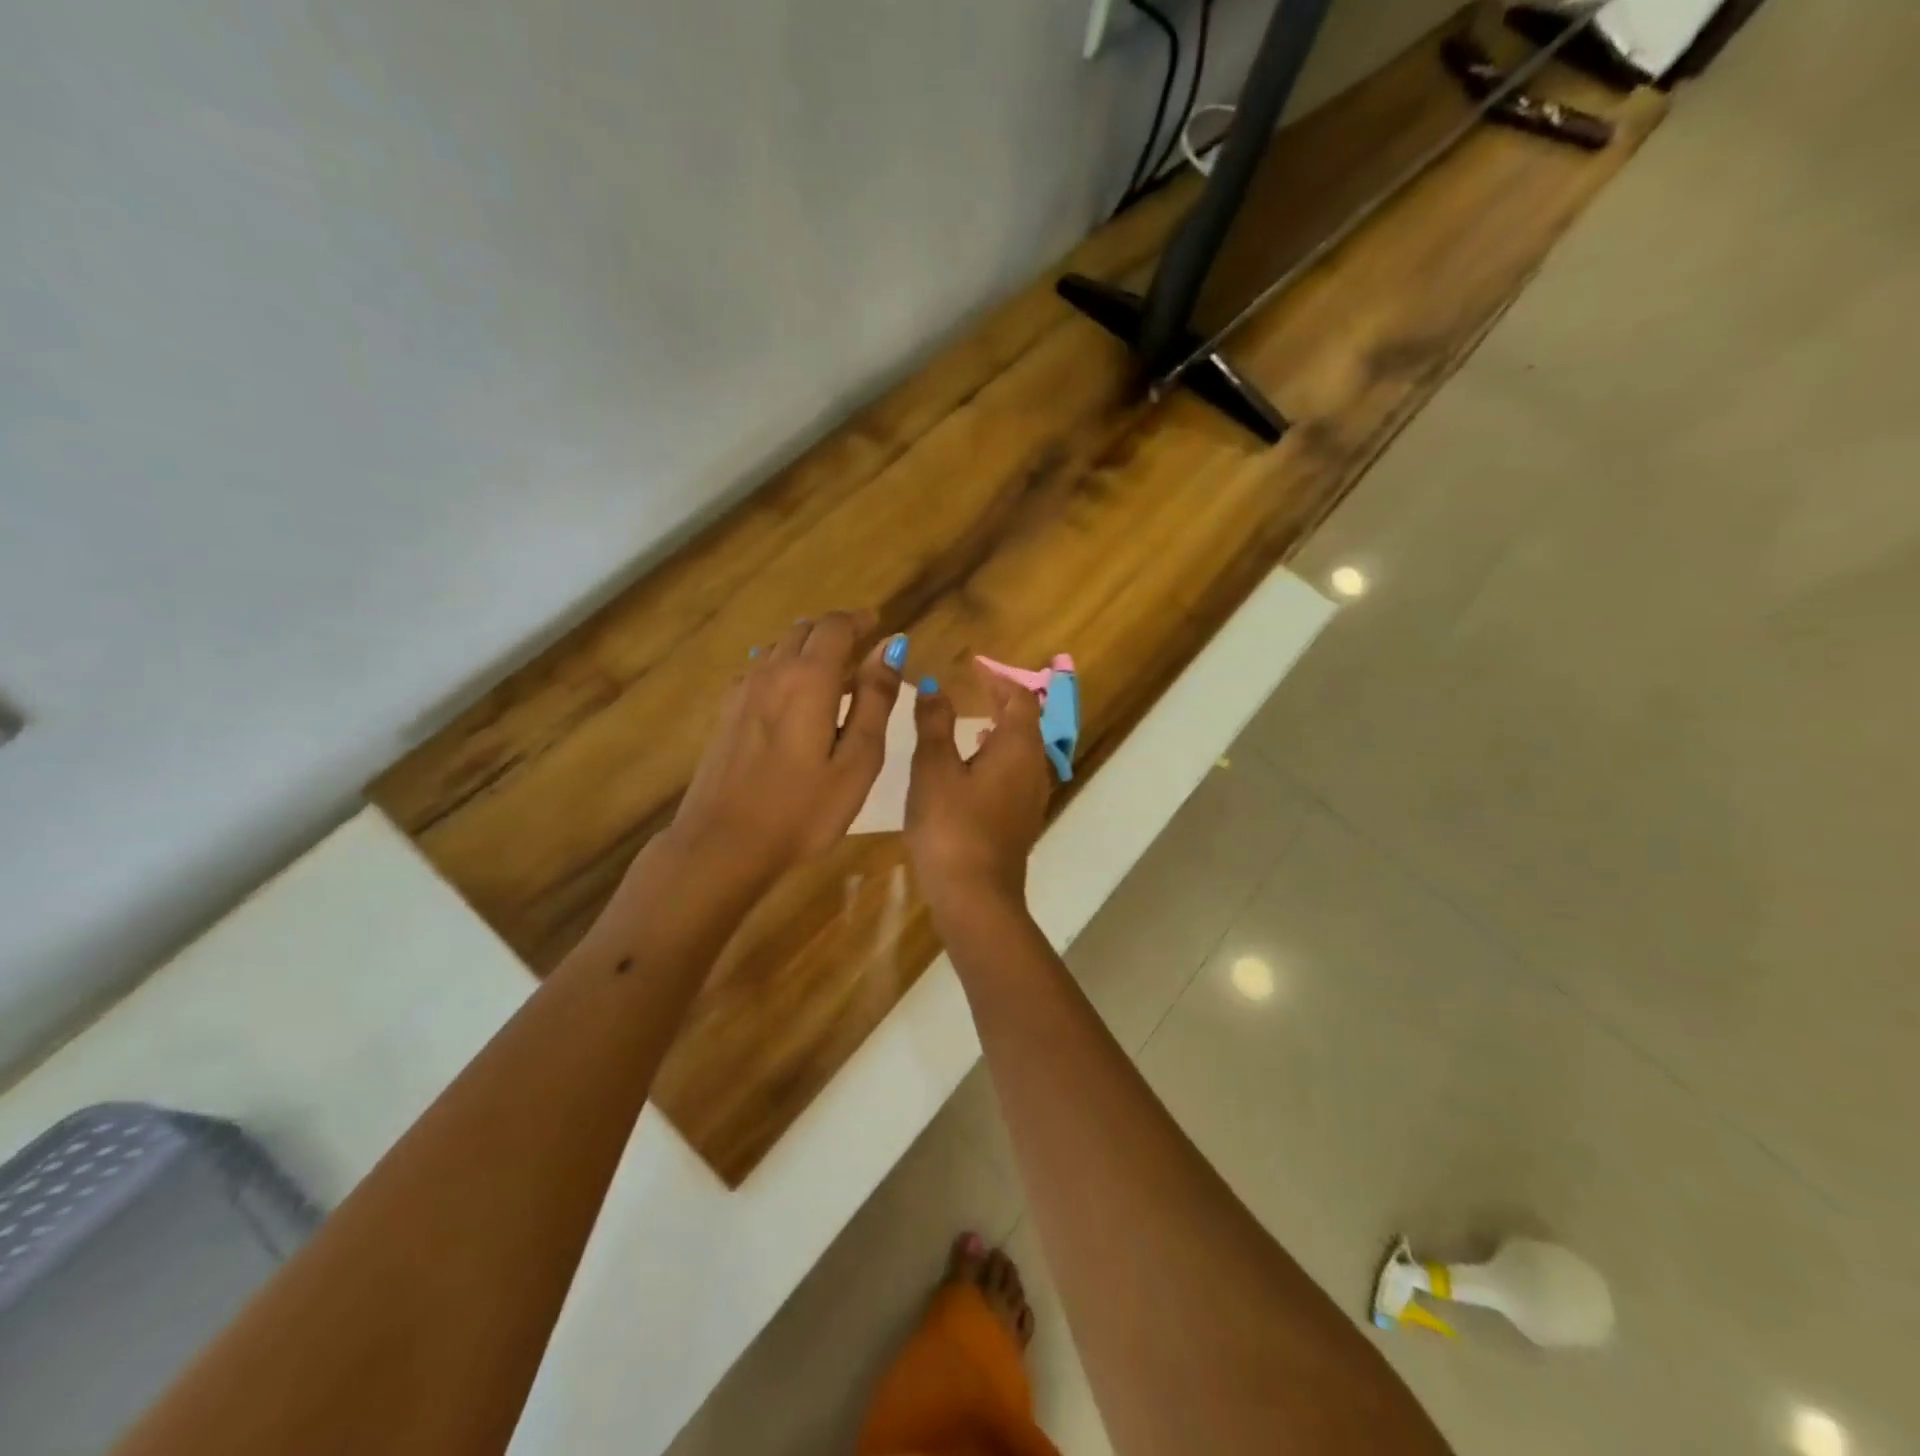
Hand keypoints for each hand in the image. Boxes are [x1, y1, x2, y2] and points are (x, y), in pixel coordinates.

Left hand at [668, 610, 903, 889]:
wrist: (722, 844)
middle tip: (862, 652)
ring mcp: (743, 691)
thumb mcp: (857, 759)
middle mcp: (772, 672)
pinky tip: (793, 699)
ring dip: (809, 649)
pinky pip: (760, 670)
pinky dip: (784, 669)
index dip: (860, 621)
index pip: (835, 626)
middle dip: (836, 632)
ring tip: (833, 676)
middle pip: (804, 630)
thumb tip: (891, 647)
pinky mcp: (726, 713)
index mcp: (809, 678)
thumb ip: (875, 699)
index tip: (880, 627)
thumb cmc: (803, 809)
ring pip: (779, 648)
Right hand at [905, 665, 1052, 917]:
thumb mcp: (934, 769)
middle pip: (1027, 722)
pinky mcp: (1022, 820)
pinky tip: (974, 767)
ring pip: (1024, 750)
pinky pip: (1017, 773)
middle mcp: (1034, 767)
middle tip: (975, 688)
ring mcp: (1032, 797)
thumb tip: (933, 686)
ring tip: (974, 721)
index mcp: (1018, 747)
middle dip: (1003, 701)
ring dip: (1002, 729)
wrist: (975, 896)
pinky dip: (1000, 756)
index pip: (1019, 698)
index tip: (975, 666)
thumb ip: (934, 723)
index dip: (999, 678)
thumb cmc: (951, 826)